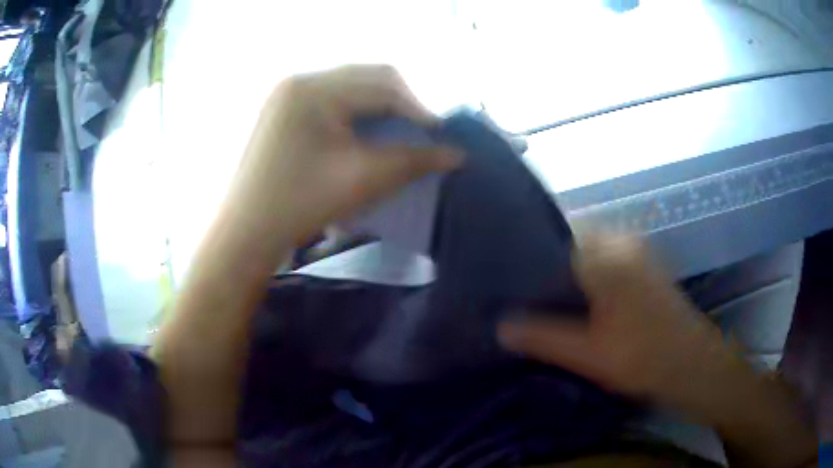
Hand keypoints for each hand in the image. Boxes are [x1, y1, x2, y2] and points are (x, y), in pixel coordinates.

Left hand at [229, 65, 461, 244]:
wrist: (247, 234)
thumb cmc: (302, 204)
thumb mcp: (364, 179)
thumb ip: (415, 160)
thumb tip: (457, 153)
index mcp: (314, 89)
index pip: (382, 85)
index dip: (418, 109)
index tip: (440, 137)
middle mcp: (299, 81)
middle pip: (366, 79)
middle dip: (399, 106)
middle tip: (419, 136)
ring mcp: (287, 95)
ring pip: (350, 90)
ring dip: (379, 110)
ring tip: (396, 137)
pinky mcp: (283, 112)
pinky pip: (331, 102)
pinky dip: (356, 116)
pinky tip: (364, 138)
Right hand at [498, 235, 817, 467]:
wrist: (691, 364)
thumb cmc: (643, 358)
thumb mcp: (588, 353)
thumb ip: (543, 336)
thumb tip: (499, 325)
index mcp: (608, 256)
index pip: (555, 238)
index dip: (529, 255)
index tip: (507, 276)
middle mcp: (622, 242)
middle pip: (570, 241)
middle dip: (545, 263)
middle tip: (520, 291)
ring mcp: (636, 251)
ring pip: (588, 249)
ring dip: (566, 268)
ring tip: (542, 295)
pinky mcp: (643, 264)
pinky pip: (605, 258)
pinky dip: (586, 272)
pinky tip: (576, 298)